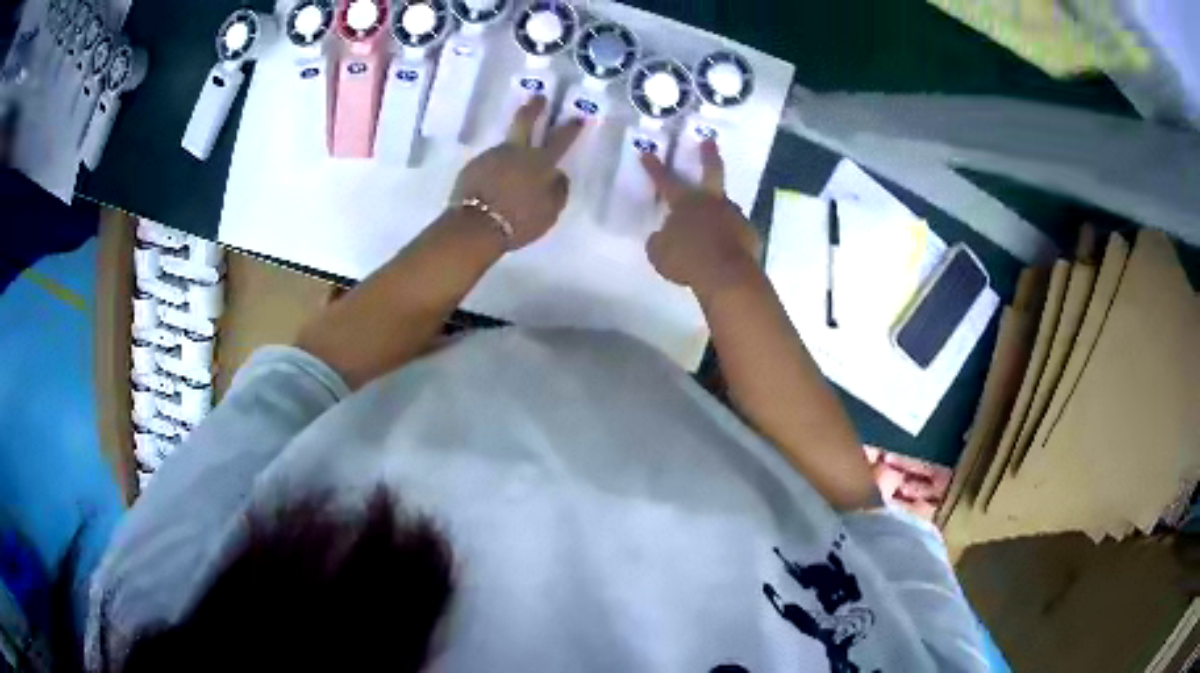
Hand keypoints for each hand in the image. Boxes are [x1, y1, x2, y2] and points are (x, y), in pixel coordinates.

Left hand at [450, 97, 581, 249]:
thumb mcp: (549, 212)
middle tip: (538, 98)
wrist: (476, 227)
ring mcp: (492, 156)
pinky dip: (494, 168)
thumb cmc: (519, 222)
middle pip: (525, 122)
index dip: (570, 128)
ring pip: (506, 145)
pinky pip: (489, 163)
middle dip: (534, 108)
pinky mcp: (473, 166)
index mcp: (540, 163)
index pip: (560, 140)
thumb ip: (558, 191)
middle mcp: (516, 152)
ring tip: (512, 165)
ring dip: (511, 149)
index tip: (577, 117)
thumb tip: (559, 175)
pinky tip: (494, 181)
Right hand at [640, 141, 760, 299]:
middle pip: (712, 172)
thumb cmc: (686, 260)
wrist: (726, 276)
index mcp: (685, 203)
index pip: (666, 181)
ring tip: (713, 227)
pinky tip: (724, 249)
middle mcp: (712, 202)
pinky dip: (729, 237)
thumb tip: (664, 237)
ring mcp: (734, 216)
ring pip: (725, 207)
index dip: (654, 168)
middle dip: (709, 155)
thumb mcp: (659, 253)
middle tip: (710, 141)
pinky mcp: (749, 233)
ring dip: (719, 212)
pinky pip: (736, 232)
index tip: (647, 152)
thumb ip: (660, 241)